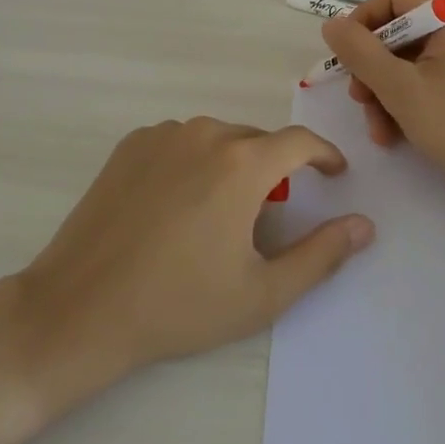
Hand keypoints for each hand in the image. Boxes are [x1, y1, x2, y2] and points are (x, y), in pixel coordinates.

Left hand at [2, 117, 372, 408]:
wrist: (80, 308)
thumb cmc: (178, 305)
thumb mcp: (262, 293)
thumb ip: (321, 255)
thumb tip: (364, 226)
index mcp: (242, 164)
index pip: (300, 142)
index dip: (324, 155)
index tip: (333, 174)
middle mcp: (205, 134)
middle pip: (257, 141)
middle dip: (276, 168)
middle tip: (272, 213)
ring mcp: (162, 136)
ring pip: (218, 139)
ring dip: (233, 164)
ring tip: (222, 212)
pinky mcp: (130, 145)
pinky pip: (181, 142)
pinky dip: (194, 161)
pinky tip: (180, 203)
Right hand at [320, 0, 444, 197]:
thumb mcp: (400, 88)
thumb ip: (360, 53)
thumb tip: (330, 24)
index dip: (361, 24)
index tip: (343, 60)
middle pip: (398, 32)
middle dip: (372, 70)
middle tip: (359, 101)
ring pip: (407, 61)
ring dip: (384, 93)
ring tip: (379, 130)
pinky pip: (426, 78)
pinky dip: (406, 101)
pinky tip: (394, 134)